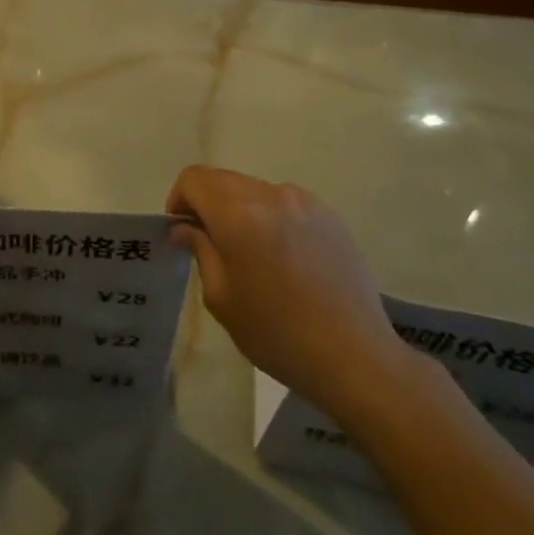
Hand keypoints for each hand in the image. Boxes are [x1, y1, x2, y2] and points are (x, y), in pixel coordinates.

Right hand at [166, 166, 412, 421]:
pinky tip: (284, 258)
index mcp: (238, 213)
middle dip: (208, 203)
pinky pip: (286, 203)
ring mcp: (304, 202)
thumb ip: (199, 250)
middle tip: (210, 244)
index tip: (182, 231)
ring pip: (255, 189)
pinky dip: (272, 218)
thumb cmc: (276, 332)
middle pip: (223, 179)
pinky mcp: (329, 215)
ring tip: (252, 254)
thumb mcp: (221, 297)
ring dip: (241, 210)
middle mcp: (270, 195)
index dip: (179, 199)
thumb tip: (184, 228)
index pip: (194, 178)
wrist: (354, 356)